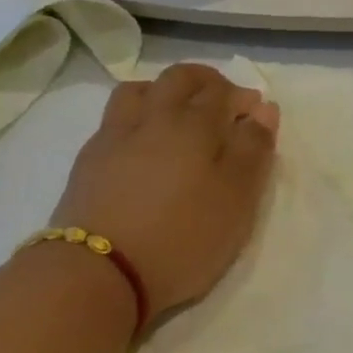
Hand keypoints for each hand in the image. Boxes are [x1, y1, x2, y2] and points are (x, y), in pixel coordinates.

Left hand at [51, 64, 279, 318]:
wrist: (96, 275)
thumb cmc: (181, 238)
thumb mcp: (237, 200)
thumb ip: (254, 150)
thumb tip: (264, 109)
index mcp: (194, 123)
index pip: (223, 91)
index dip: (242, 98)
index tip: (254, 116)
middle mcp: (154, 116)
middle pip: (180, 77)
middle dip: (205, 81)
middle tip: (220, 102)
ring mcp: (116, 135)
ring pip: (139, 90)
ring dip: (163, 91)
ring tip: (175, 116)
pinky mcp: (88, 161)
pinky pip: (114, 119)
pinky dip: (135, 119)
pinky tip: (140, 144)